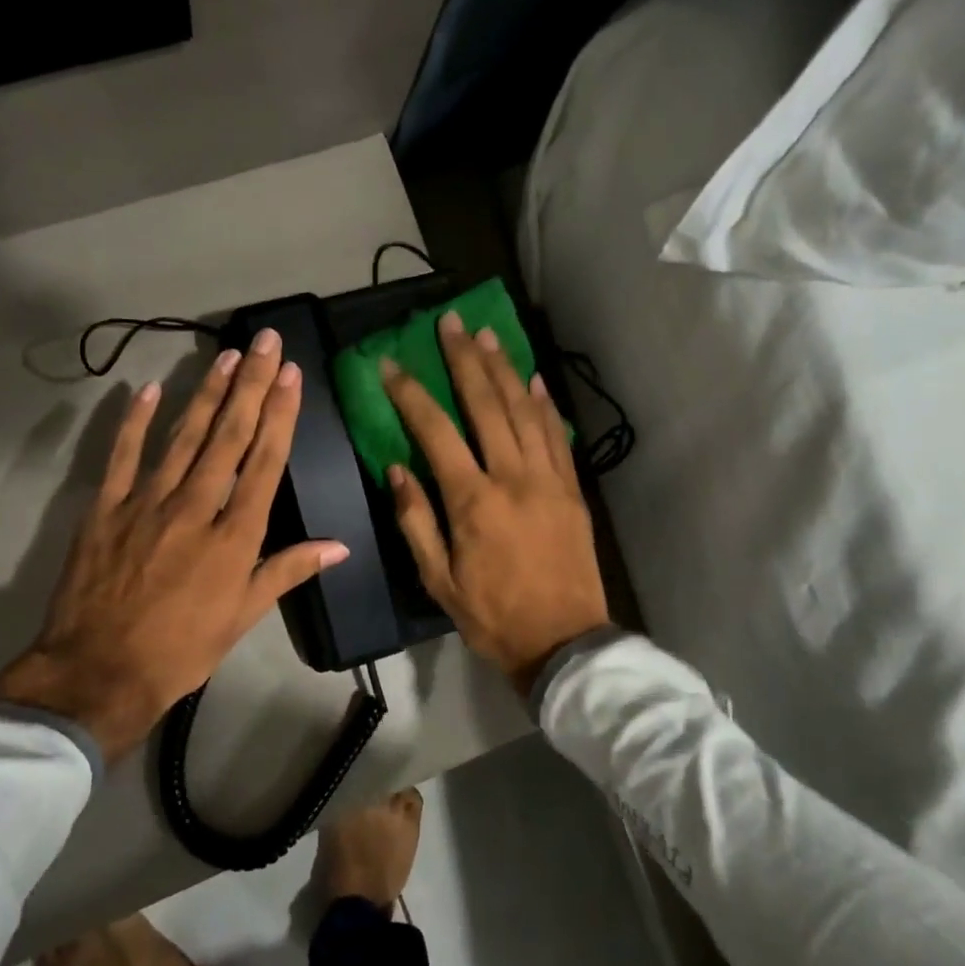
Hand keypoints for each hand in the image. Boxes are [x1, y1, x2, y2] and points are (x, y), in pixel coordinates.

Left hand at [0, 329, 349, 762]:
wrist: (99, 671)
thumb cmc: (183, 648)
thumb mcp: (244, 616)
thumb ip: (288, 571)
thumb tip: (339, 547)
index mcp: (234, 535)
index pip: (263, 462)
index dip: (279, 415)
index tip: (289, 375)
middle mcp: (195, 507)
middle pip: (227, 436)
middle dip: (249, 385)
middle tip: (263, 342)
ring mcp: (146, 502)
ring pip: (182, 437)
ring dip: (206, 393)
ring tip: (225, 355)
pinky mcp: (105, 508)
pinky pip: (122, 456)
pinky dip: (134, 421)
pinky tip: (149, 389)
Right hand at [381, 311, 609, 696]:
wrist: (564, 642)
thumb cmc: (492, 615)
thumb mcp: (438, 580)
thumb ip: (416, 520)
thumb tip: (397, 468)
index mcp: (473, 501)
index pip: (436, 431)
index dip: (411, 393)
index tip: (392, 364)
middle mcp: (513, 478)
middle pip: (487, 405)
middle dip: (464, 360)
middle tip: (450, 323)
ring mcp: (549, 480)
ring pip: (526, 411)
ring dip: (505, 369)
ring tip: (487, 335)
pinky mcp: (572, 490)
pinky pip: (557, 436)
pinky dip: (544, 404)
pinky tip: (533, 380)